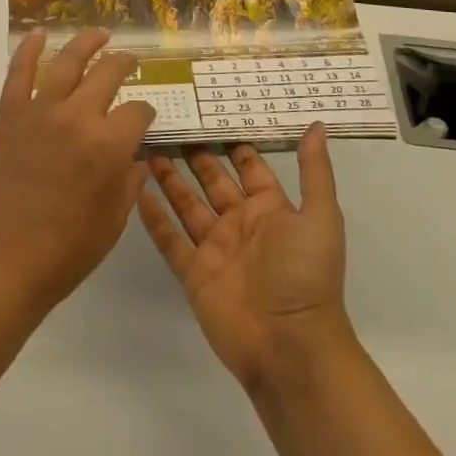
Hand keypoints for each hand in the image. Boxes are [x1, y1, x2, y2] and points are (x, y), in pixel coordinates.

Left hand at [0, 29, 155, 313]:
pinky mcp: (11, 115)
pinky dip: (28, 50)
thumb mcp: (115, 219)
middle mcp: (78, 117)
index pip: (138, 112)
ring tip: (99, 34)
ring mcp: (41, 111)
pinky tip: (38, 35)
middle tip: (129, 61)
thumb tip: (134, 155)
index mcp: (109, 144)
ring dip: (86, 43)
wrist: (6, 260)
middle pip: (108, 74)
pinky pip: (19, 73)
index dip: (146, 114)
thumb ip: (129, 180)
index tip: (145, 118)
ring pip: (67, 62)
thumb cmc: (68, 249)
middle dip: (124, 64)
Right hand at [138, 125, 348, 392]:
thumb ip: (314, 171)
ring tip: (147, 146)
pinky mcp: (193, 272)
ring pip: (186, 203)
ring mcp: (214, 248)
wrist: (290, 347)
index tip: (209, 108)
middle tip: (169, 121)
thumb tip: (316, 124)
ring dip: (168, 177)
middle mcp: (239, 222)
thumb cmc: (306, 276)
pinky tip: (136, 191)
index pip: (247, 164)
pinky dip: (153, 217)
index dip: (230, 139)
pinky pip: (169, 239)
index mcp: (270, 208)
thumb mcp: (320, 217)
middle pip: (211, 178)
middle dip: (193, 152)